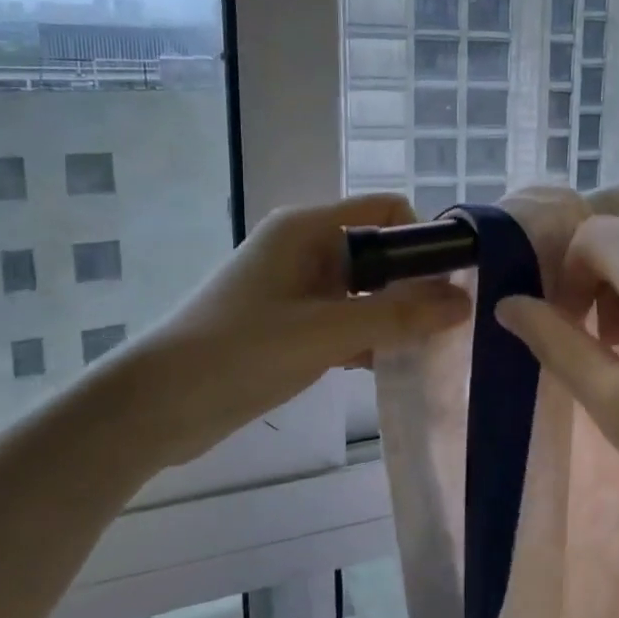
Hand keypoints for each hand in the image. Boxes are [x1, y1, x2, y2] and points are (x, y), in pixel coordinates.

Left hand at [122, 194, 470, 468]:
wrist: (154, 407)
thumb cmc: (240, 353)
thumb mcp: (326, 332)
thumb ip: (398, 315)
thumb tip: (464, 302)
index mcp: (308, 228)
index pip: (387, 210)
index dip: (425, 236)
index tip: (455, 279)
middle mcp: (304, 246)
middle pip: (379, 249)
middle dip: (415, 281)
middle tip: (449, 321)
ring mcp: (295, 285)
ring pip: (364, 287)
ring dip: (394, 312)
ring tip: (427, 346)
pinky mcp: (289, 320)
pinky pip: (344, 315)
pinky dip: (367, 333)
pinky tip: (387, 363)